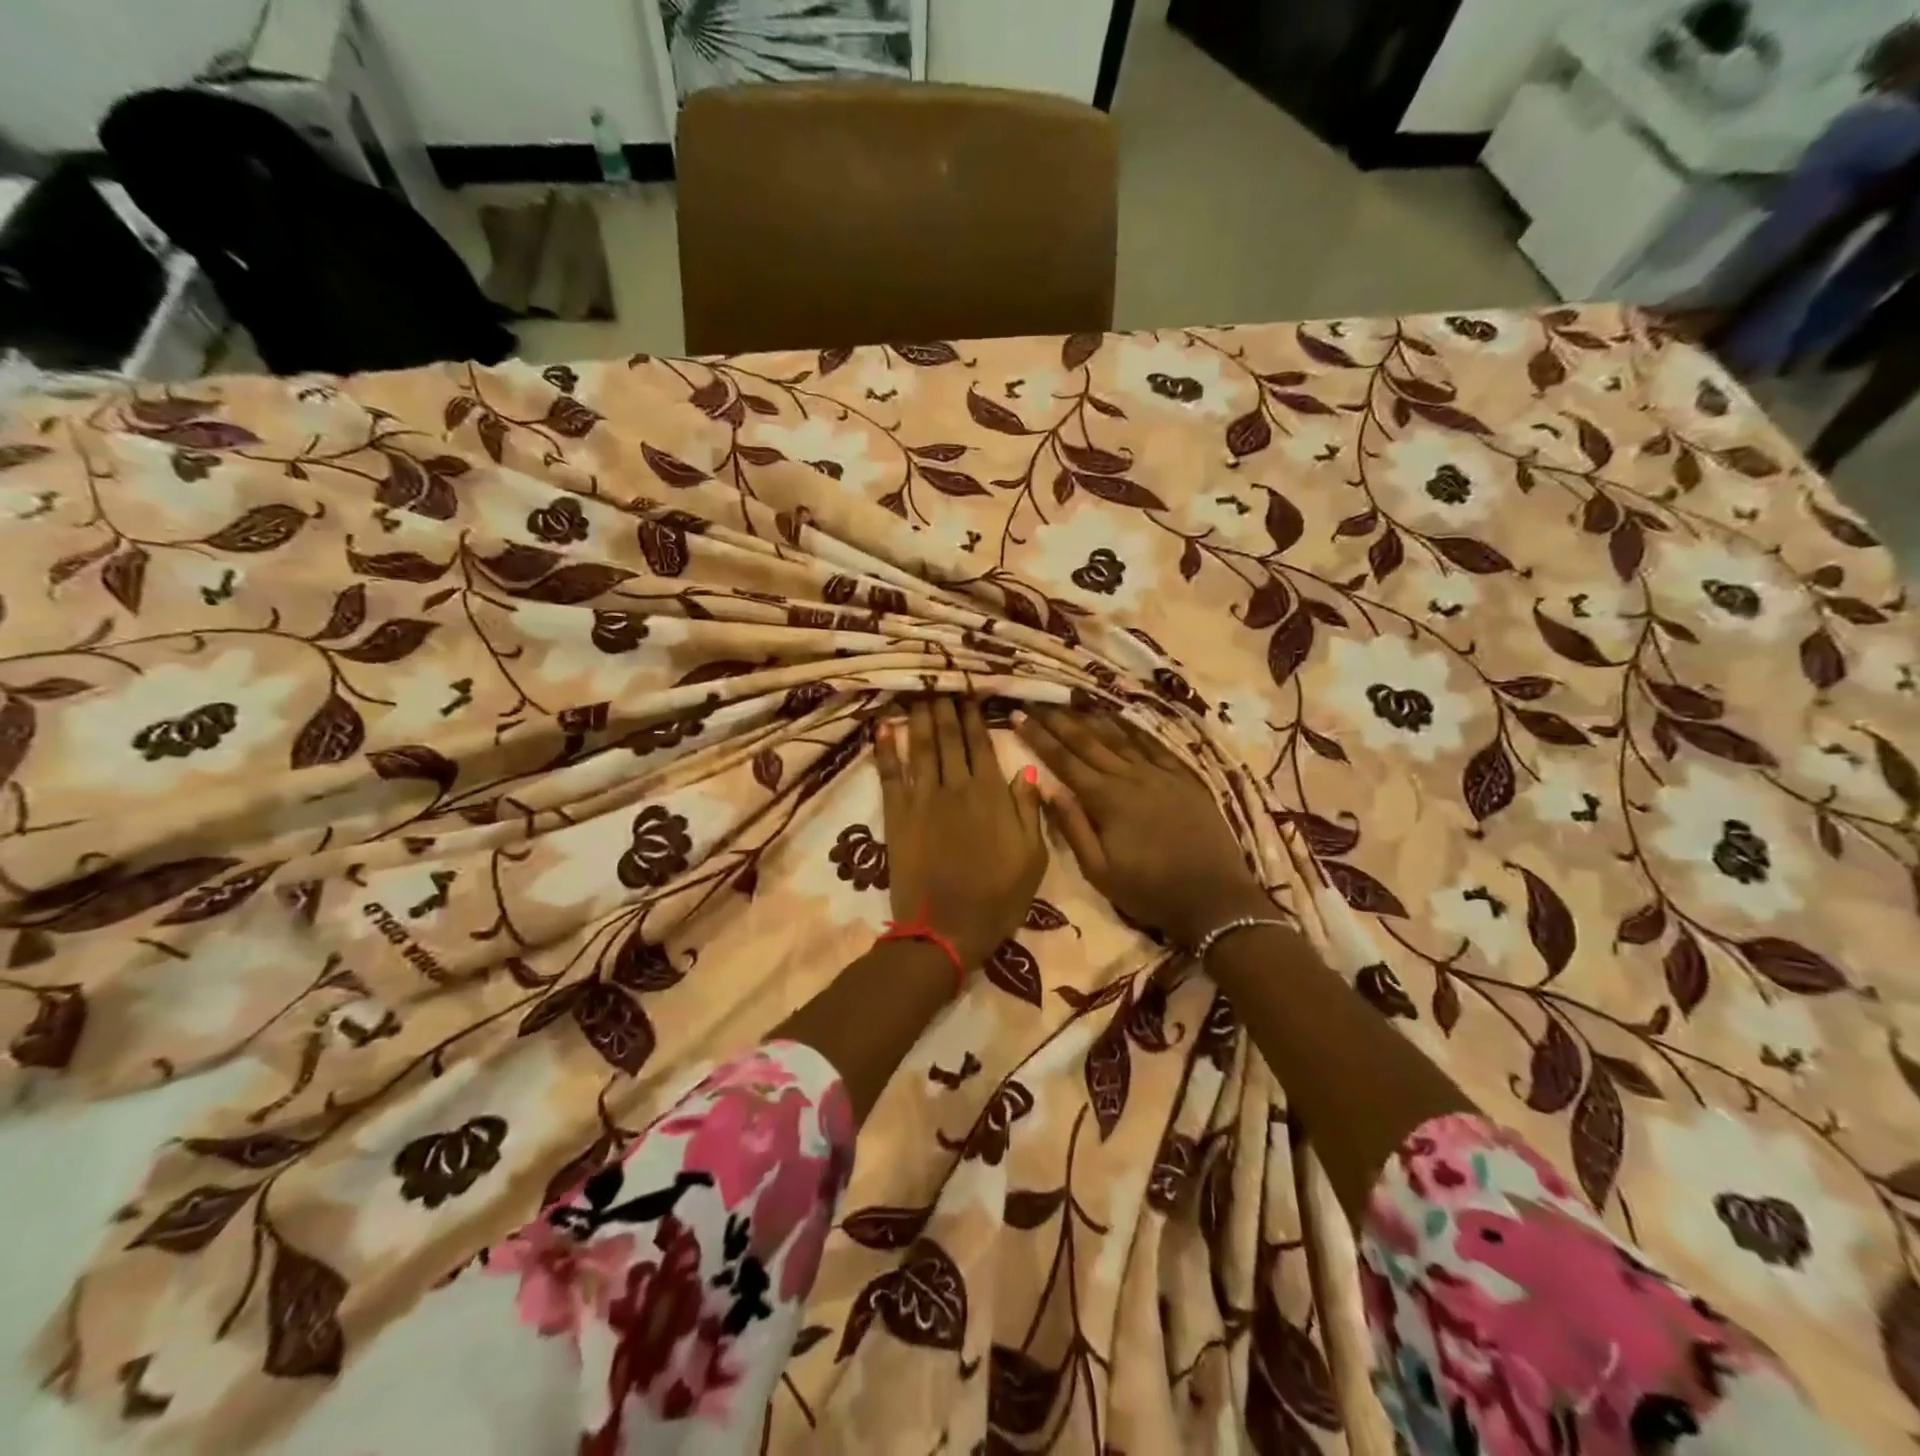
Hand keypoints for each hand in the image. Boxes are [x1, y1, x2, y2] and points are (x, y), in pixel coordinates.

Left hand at [878, 698, 1045, 970]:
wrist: (947, 929)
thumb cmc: (998, 898)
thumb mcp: (1032, 858)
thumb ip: (1029, 809)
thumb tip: (1027, 768)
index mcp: (991, 794)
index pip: (981, 744)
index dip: (974, 715)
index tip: (968, 690)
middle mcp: (956, 787)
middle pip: (948, 737)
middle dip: (944, 706)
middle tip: (938, 678)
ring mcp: (923, 799)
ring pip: (920, 747)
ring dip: (918, 716)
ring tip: (916, 691)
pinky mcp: (897, 815)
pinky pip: (890, 774)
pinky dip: (885, 749)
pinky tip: (883, 727)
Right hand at [1016, 706, 1268, 947]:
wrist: (1214, 897)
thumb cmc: (1149, 891)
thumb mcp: (1099, 871)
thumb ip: (1073, 827)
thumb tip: (1048, 788)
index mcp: (1106, 800)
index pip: (1064, 761)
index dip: (1038, 737)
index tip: (1017, 716)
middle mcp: (1131, 777)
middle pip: (1088, 742)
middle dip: (1059, 720)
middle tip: (1037, 701)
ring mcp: (1160, 774)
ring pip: (1120, 737)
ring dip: (1093, 718)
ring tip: (1072, 701)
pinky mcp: (1184, 778)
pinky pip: (1154, 745)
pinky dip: (1134, 729)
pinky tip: (1123, 719)